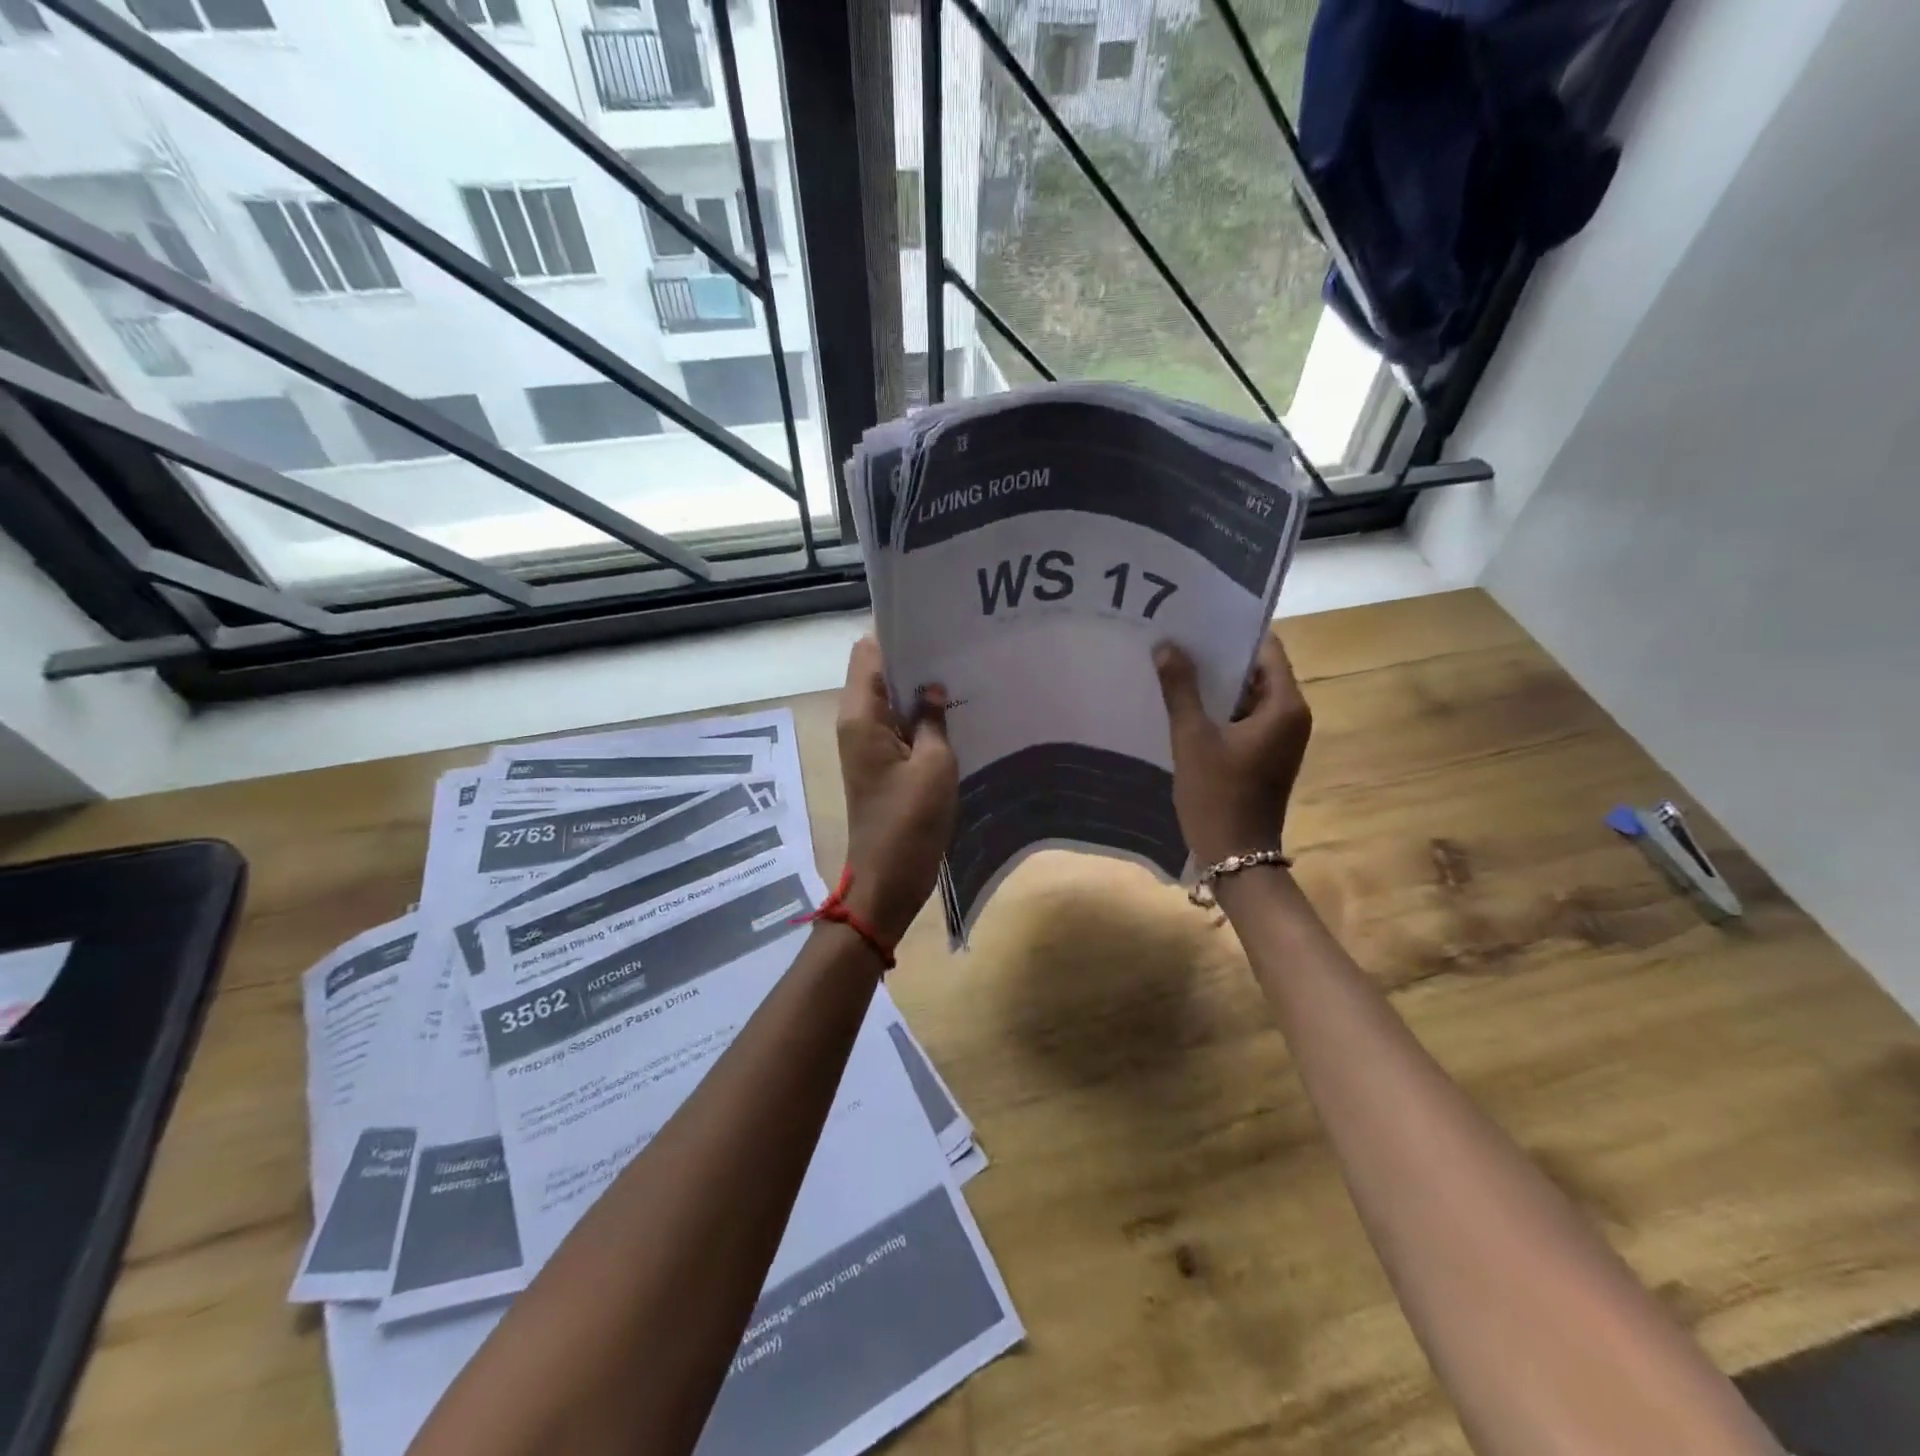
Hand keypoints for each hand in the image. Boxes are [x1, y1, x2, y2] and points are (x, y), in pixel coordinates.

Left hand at [835, 637, 958, 943]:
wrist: (888, 879)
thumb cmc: (910, 822)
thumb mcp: (935, 765)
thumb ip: (933, 718)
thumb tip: (933, 687)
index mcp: (861, 716)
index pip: (869, 652)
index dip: (897, 633)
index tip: (934, 622)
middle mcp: (856, 723)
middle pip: (878, 672)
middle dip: (913, 657)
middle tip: (958, 645)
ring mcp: (867, 744)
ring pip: (889, 698)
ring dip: (918, 687)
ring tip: (960, 672)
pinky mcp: (880, 763)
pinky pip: (897, 724)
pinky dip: (918, 714)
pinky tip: (953, 711)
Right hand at [1154, 633, 1312, 866]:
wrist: (1236, 857)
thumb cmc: (1217, 795)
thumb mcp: (1192, 738)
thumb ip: (1180, 689)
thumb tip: (1167, 645)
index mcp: (1285, 706)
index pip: (1266, 649)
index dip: (1233, 631)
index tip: (1198, 618)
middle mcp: (1291, 715)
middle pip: (1257, 670)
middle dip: (1219, 656)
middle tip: (1178, 638)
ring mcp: (1280, 737)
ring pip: (1248, 695)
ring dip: (1216, 683)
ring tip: (1175, 664)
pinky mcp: (1266, 754)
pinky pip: (1244, 717)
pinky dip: (1219, 708)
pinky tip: (1184, 702)